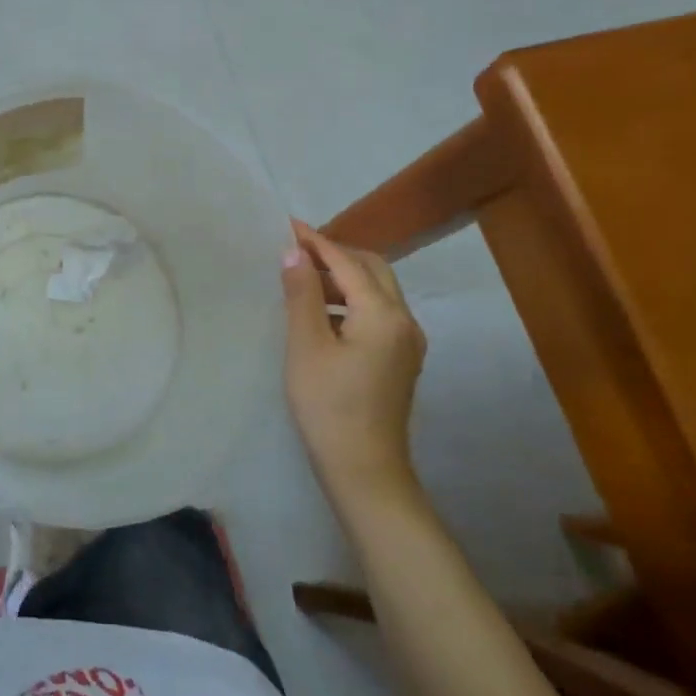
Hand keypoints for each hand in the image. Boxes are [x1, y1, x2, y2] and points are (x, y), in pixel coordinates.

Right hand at [282, 219, 425, 490]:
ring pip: (378, 291)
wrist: (365, 471)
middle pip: (372, 270)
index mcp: (383, 314)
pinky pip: (378, 313)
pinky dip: (352, 301)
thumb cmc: (328, 406)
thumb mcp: (306, 346)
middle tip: (297, 251)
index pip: (347, 263)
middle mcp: (404, 321)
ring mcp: (408, 342)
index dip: (316, 242)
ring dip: (344, 278)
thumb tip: (295, 253)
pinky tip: (322, 314)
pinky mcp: (401, 359)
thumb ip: (302, 294)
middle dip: (336, 255)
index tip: (287, 225)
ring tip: (303, 280)